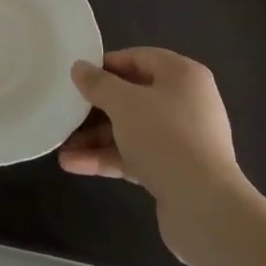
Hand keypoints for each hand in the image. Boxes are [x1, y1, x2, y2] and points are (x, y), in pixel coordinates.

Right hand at [60, 48, 247, 256]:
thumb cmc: (164, 137)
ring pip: (131, 130)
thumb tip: (79, 67)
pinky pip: (135, 155)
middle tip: (65, 114)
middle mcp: (186, 103)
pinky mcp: (174, 170)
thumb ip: (98, 84)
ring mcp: (181, 139)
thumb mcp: (124, 103)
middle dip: (95, 109)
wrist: (203, 207)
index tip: (78, 77)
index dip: (106, 65)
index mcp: (183, 76)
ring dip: (96, 138)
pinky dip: (107, 158)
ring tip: (61, 147)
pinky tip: (73, 165)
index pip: (139, 58)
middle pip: (133, 97)